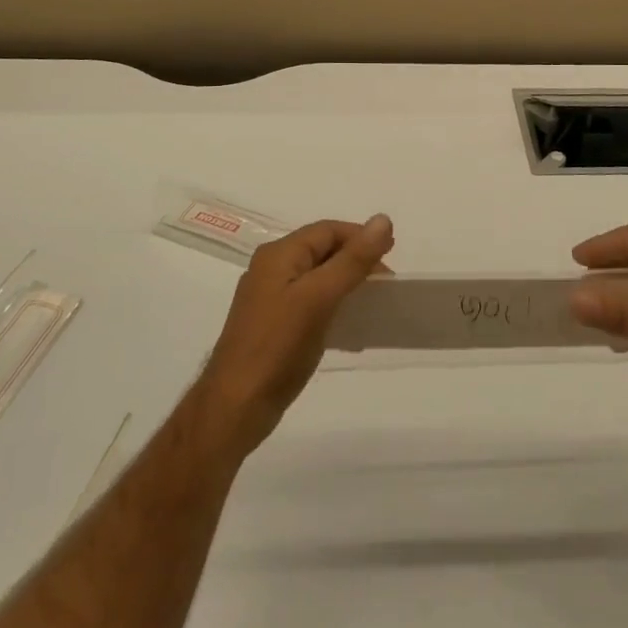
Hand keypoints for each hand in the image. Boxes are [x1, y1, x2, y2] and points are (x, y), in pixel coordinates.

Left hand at [191, 215, 394, 457]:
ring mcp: (271, 299)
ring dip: (347, 284)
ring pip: (318, 278)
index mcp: (278, 255)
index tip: (392, 253)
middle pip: (322, 251)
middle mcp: (271, 269)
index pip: (327, 230)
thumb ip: (352, 260)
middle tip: (386, 282)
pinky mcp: (274, 327)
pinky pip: (311, 304)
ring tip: (374, 302)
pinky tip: (351, 328)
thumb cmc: (277, 346)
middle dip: (356, 260)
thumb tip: (383, 219)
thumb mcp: (319, 297)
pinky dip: (334, 307)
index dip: (361, 236)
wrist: (235, 408)